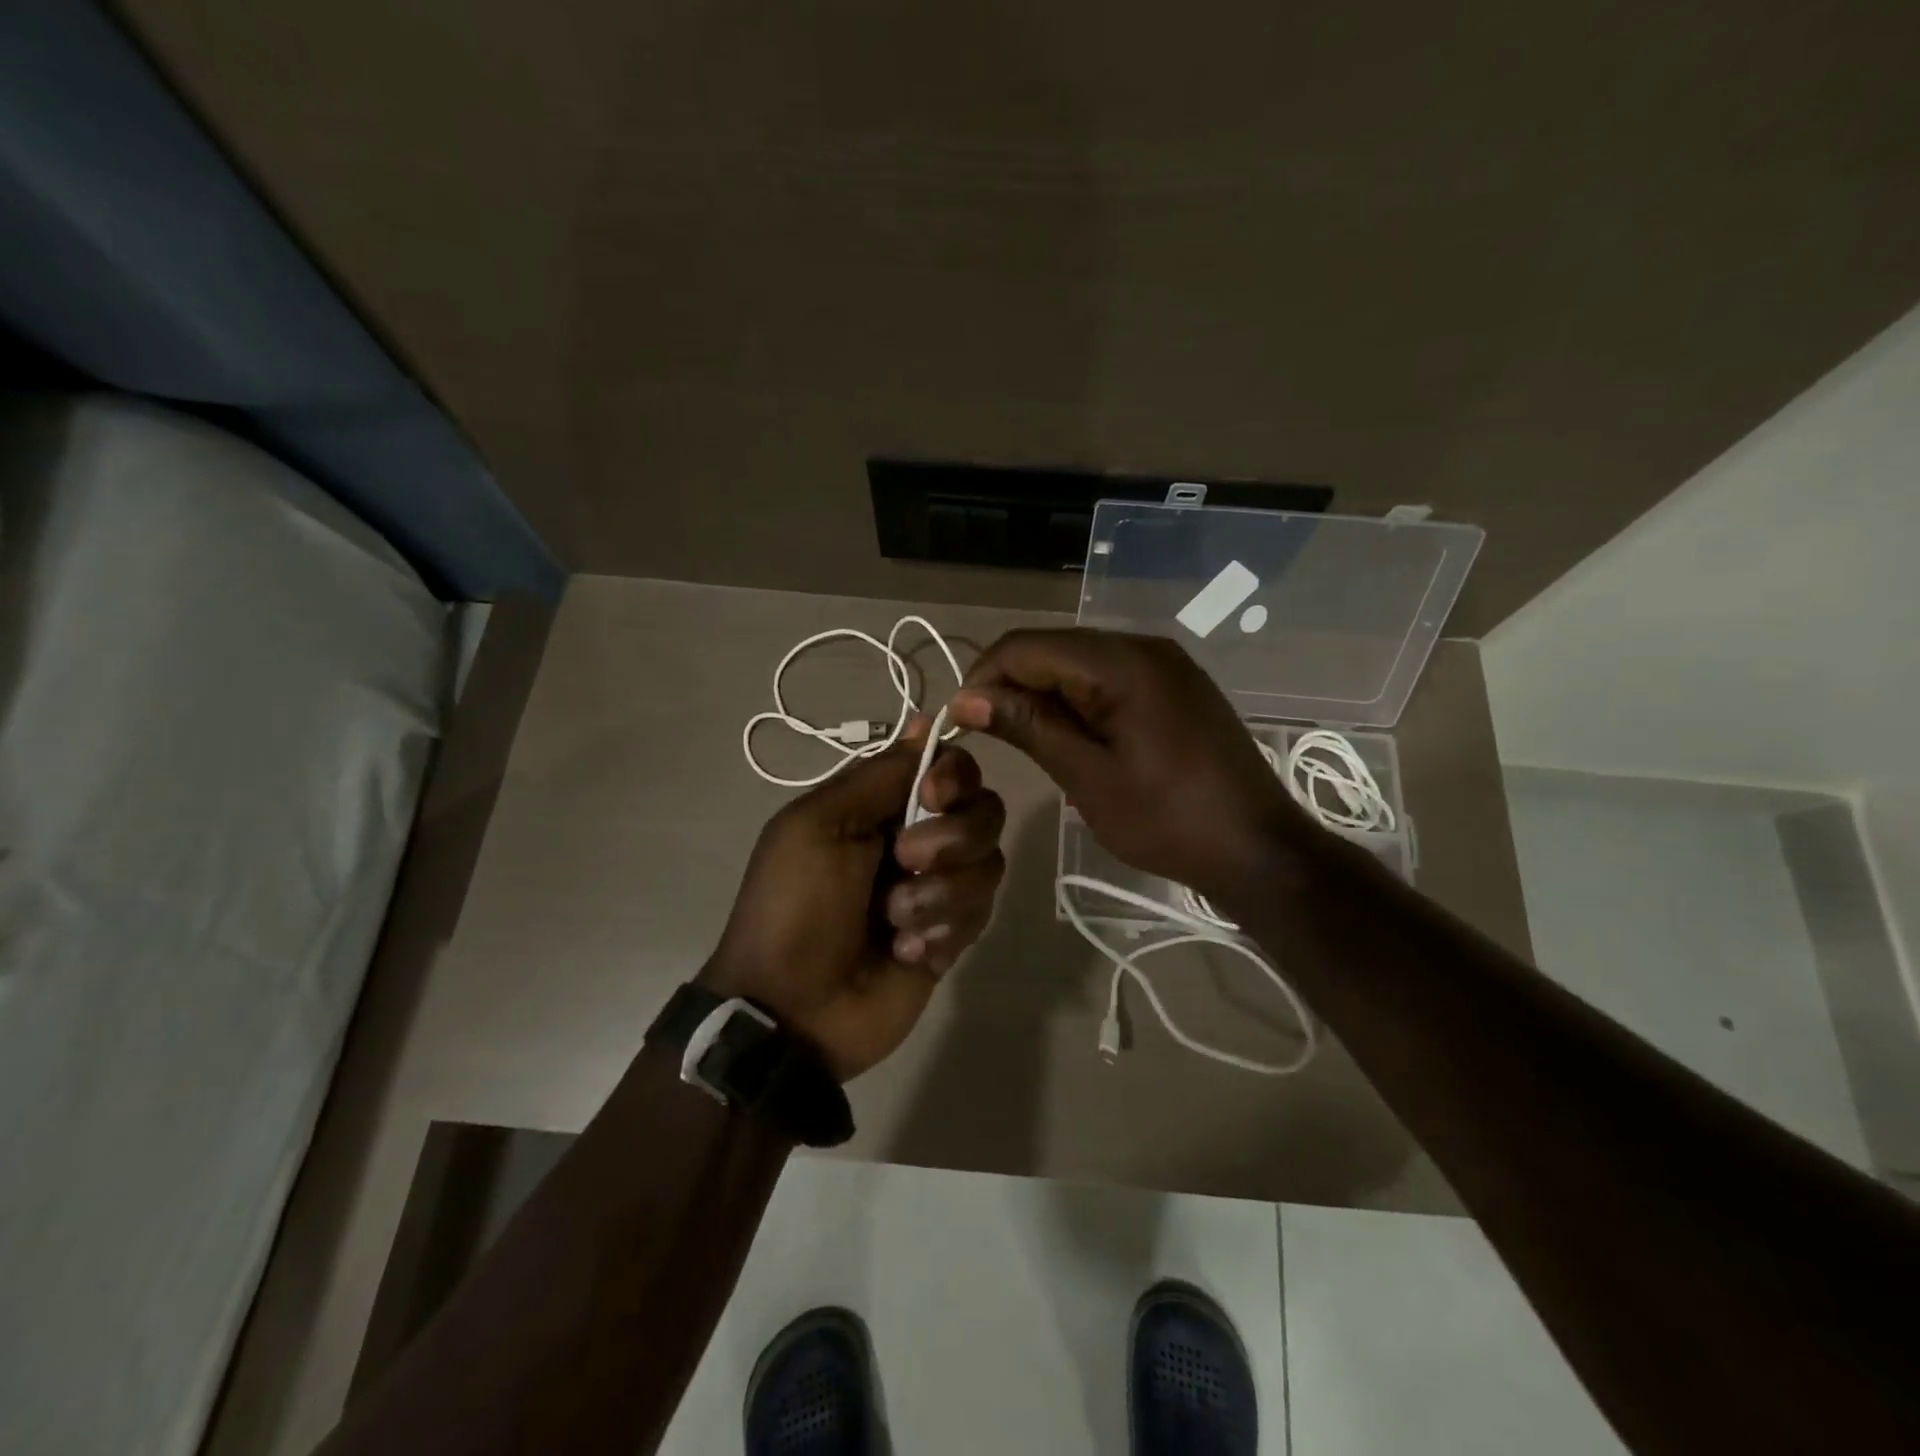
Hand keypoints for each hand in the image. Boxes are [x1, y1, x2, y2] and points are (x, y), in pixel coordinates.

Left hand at [699, 719, 1006, 1080]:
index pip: (949, 767)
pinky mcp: (954, 935)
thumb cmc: (794, 906)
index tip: (933, 797)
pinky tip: (905, 952)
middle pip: (983, 810)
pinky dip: (944, 930)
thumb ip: (878, 775)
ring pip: (989, 863)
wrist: (791, 1009)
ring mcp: (939, 889)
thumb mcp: (818, 825)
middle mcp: (918, 838)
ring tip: (894, 922)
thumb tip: (926, 721)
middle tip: (904, 862)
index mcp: (881, 805)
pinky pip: (981, 913)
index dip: (954, 776)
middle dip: (951, 839)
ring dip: (940, 894)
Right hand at [951, 628, 1311, 899]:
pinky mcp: (1174, 686)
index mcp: (1121, 662)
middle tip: (988, 736)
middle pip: (1052, 648)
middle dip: (1011, 685)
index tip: (959, 723)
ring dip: (1042, 695)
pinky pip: (1108, 678)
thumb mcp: (1088, 777)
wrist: (1257, 849)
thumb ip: (1028, 727)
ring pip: (1078, 662)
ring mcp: (1164, 664)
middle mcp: (1142, 646)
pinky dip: (1077, 701)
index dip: (983, 678)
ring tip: (1024, 742)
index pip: (1026, 646)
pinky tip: (1070, 738)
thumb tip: (967, 699)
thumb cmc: (1168, 820)